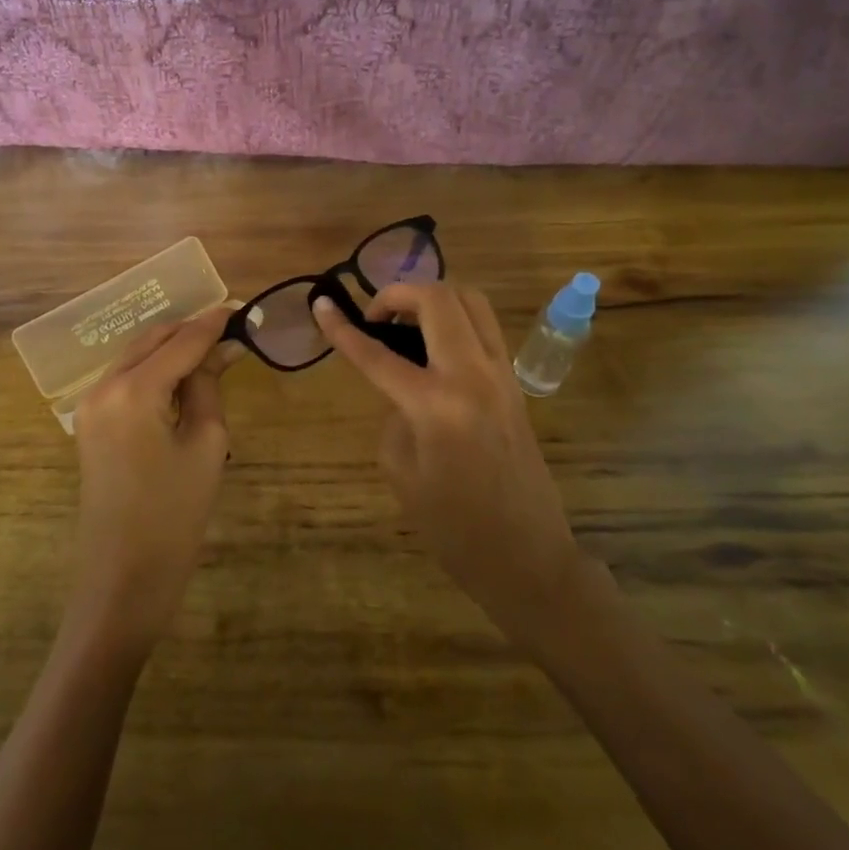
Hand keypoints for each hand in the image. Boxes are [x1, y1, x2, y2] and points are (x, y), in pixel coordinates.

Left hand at [69, 307, 235, 654]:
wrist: (122, 579)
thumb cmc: (174, 516)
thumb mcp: (205, 445)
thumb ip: (208, 386)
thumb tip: (222, 349)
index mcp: (133, 390)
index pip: (181, 342)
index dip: (213, 323)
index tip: (241, 308)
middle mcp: (103, 386)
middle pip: (152, 340)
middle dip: (189, 331)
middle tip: (230, 329)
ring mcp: (90, 404)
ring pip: (135, 356)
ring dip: (171, 348)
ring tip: (212, 350)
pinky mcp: (89, 423)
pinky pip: (125, 379)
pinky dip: (153, 369)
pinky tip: (181, 376)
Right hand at [313, 283, 583, 648]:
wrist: (528, 556)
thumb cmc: (455, 528)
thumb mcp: (403, 473)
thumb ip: (394, 417)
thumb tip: (402, 392)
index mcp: (436, 404)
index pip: (377, 353)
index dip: (343, 329)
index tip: (320, 306)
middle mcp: (473, 375)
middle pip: (438, 298)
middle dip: (398, 293)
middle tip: (375, 317)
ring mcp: (502, 375)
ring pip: (472, 300)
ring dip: (433, 298)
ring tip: (406, 323)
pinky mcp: (515, 384)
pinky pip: (485, 328)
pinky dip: (456, 320)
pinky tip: (435, 348)